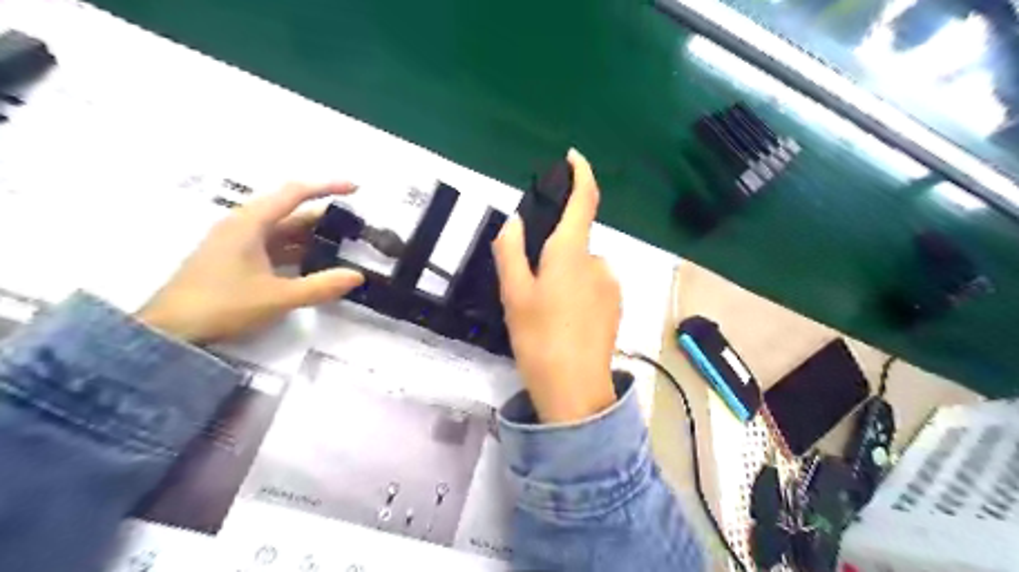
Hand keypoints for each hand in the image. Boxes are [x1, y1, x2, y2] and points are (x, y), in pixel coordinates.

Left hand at [136, 182, 363, 342]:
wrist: (169, 332)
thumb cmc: (222, 305)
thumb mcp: (278, 297)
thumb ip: (321, 286)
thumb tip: (356, 276)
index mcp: (250, 223)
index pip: (294, 193)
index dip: (327, 187)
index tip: (356, 189)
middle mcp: (243, 226)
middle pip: (290, 212)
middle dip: (323, 218)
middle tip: (354, 227)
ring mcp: (237, 243)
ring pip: (282, 231)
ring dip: (311, 237)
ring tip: (341, 246)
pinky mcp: (235, 260)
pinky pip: (273, 247)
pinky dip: (296, 251)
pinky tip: (314, 265)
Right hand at [488, 150, 617, 422]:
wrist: (575, 390)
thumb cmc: (539, 338)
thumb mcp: (514, 294)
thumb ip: (511, 251)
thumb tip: (516, 222)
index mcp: (572, 254)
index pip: (585, 201)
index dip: (581, 173)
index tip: (573, 158)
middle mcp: (598, 263)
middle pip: (574, 242)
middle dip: (553, 253)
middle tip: (530, 286)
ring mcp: (611, 286)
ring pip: (581, 267)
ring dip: (563, 276)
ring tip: (544, 311)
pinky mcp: (616, 307)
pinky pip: (592, 286)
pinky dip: (576, 292)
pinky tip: (564, 321)